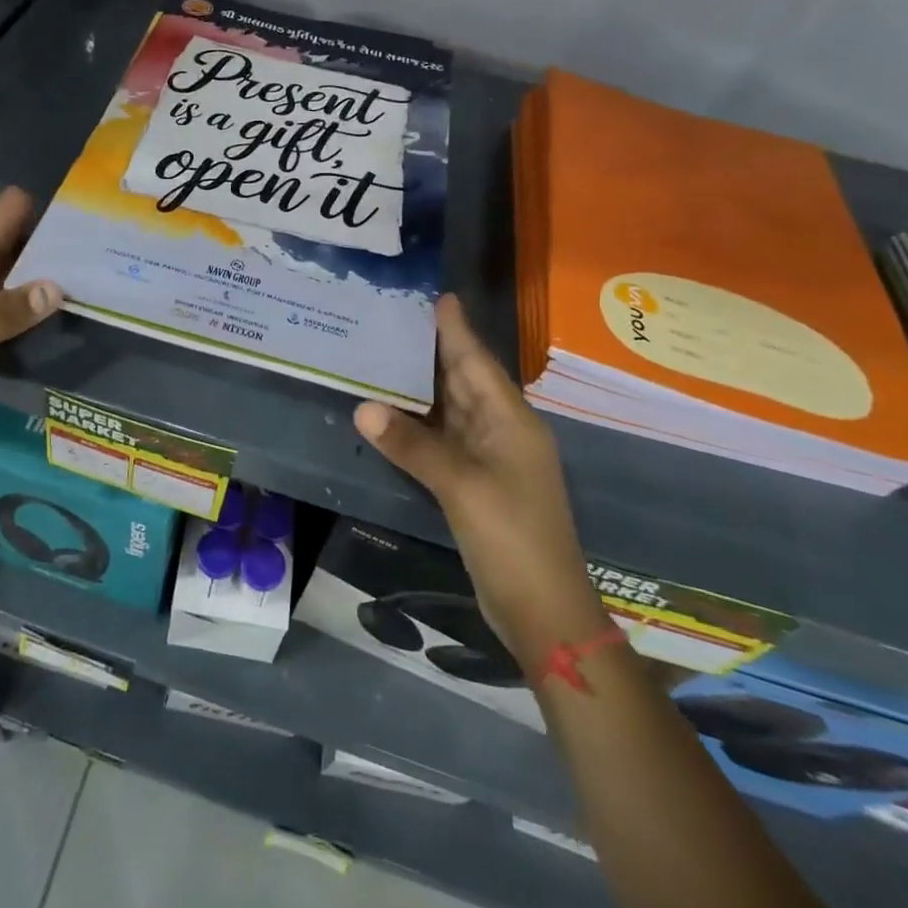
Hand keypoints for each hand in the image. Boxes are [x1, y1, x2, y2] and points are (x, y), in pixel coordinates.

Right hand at [354, 295, 606, 664]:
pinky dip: (418, 424)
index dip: (457, 330)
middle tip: (394, 320)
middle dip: (433, 351)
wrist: (543, 610)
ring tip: (384, 355)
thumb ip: (413, 445)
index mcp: (511, 421)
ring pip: (451, 410)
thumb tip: (363, 407)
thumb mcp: (461, 486)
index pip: (478, 362)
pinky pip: (443, 440)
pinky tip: (391, 412)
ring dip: (421, 387)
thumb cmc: (511, 537)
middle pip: (464, 381)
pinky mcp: (475, 483)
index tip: (438, 297)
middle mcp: (502, 431)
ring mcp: (490, 459)